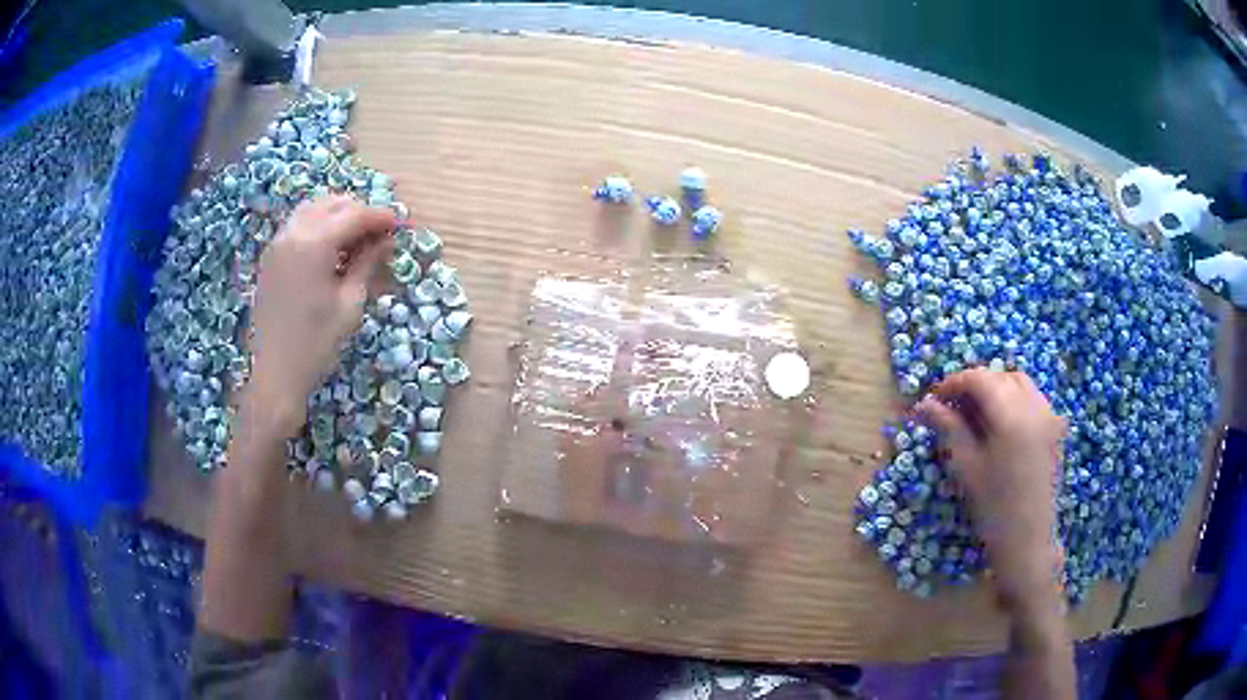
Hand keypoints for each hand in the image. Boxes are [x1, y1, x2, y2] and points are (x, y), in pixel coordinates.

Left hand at [247, 196, 394, 435]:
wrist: (276, 375)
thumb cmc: (316, 344)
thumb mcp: (350, 305)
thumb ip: (367, 264)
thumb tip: (386, 241)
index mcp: (314, 244)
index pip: (354, 215)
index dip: (380, 216)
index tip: (401, 225)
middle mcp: (293, 234)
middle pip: (333, 204)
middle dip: (360, 212)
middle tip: (380, 233)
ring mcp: (278, 244)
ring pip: (313, 209)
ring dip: (338, 215)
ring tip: (357, 237)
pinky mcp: (270, 258)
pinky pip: (298, 225)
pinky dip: (319, 225)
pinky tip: (331, 249)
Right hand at [914, 369, 1066, 612]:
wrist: (1028, 540)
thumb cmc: (993, 508)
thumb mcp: (966, 467)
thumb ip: (948, 428)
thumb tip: (924, 404)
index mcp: (1011, 415)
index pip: (979, 378)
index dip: (954, 383)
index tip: (935, 398)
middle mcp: (1034, 406)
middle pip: (1001, 376)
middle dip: (976, 384)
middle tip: (953, 407)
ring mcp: (1050, 415)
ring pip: (1020, 383)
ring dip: (997, 388)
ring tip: (977, 414)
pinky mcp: (1056, 428)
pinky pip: (1034, 399)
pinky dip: (1015, 400)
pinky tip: (1002, 426)